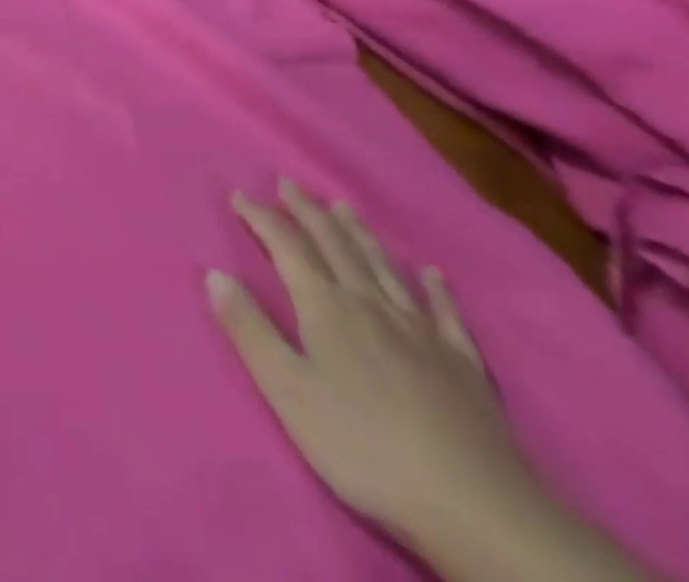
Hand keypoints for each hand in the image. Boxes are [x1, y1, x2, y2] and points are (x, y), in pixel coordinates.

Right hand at [207, 180, 538, 546]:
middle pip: (334, 245)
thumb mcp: (289, 391)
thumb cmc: (364, 447)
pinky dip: (435, 288)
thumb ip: (250, 329)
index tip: (240, 194)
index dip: (261, 218)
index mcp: (326, 307)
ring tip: (343, 206)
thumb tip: (214, 273)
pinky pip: (445, 313)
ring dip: (359, 233)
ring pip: (382, 267)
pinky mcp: (462, 363)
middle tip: (289, 183)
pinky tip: (431, 273)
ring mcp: (421, 331)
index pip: (286, 247)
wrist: (474, 505)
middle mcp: (370, 304)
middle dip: (307, 212)